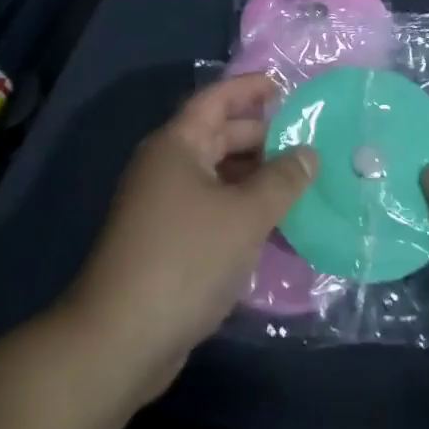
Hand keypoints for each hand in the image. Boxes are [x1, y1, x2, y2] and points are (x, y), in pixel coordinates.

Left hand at [65, 73, 316, 404]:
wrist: (119, 342)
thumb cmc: (185, 259)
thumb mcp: (246, 215)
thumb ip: (282, 180)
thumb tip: (309, 153)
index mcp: (178, 145)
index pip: (217, 99)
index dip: (250, 88)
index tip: (285, 87)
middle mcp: (166, 167)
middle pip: (219, 136)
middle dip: (261, 137)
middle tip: (306, 142)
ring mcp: (163, 207)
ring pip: (218, 177)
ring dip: (255, 178)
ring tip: (299, 185)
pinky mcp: (166, 244)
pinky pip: (211, 210)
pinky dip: (241, 211)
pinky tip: (273, 228)